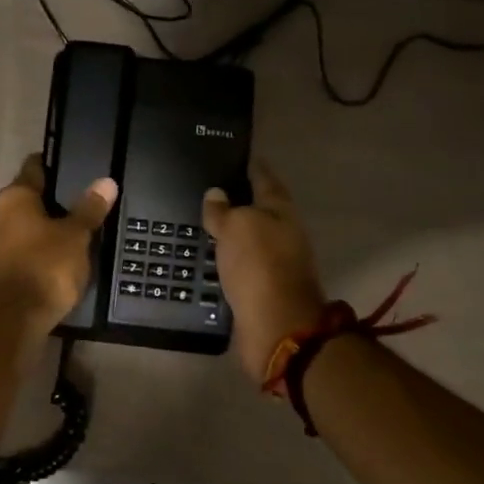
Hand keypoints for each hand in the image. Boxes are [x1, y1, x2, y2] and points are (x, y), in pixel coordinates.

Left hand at [0, 154, 117, 337]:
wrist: (9, 322)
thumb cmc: (44, 269)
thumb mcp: (76, 237)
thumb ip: (89, 209)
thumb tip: (106, 182)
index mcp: (13, 198)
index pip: (34, 168)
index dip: (53, 167)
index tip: (71, 170)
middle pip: (23, 202)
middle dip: (46, 206)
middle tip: (75, 212)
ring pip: (15, 231)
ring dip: (35, 235)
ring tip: (64, 243)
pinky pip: (11, 257)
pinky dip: (27, 258)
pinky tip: (46, 268)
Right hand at [203, 159, 326, 380]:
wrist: (277, 327)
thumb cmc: (260, 266)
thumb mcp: (237, 227)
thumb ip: (224, 210)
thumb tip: (216, 194)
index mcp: (281, 212)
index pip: (265, 179)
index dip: (251, 167)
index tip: (236, 155)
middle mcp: (282, 235)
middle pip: (259, 211)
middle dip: (238, 201)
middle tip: (207, 191)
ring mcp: (274, 265)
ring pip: (248, 241)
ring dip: (230, 234)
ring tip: (200, 225)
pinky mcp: (261, 291)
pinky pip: (240, 268)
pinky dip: (226, 261)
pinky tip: (207, 259)